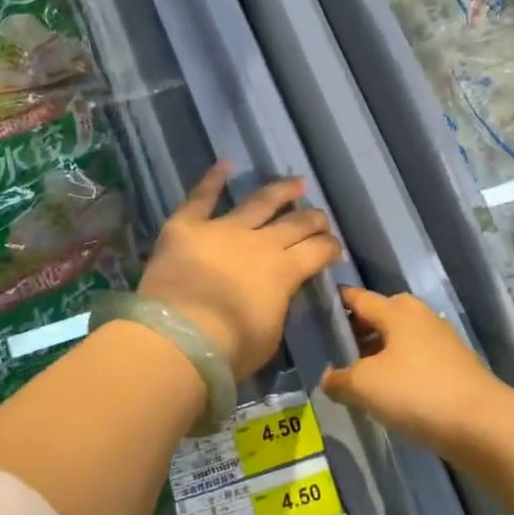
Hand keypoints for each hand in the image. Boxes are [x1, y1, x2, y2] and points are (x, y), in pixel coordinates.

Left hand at [138, 163, 340, 378]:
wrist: (179, 337)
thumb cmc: (229, 348)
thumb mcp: (270, 334)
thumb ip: (278, 306)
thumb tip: (278, 293)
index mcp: (284, 271)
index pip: (318, 251)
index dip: (330, 248)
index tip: (334, 248)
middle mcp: (259, 242)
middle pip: (295, 223)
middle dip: (312, 218)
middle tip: (320, 216)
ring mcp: (223, 229)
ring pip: (259, 202)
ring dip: (279, 191)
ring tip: (295, 183)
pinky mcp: (187, 226)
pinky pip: (201, 197)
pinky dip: (212, 179)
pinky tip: (224, 165)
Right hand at [321, 287, 513, 459]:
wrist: (484, 426)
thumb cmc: (417, 392)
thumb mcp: (364, 385)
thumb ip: (339, 379)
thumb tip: (329, 377)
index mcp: (396, 310)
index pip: (357, 297)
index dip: (335, 302)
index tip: (313, 310)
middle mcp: (419, 317)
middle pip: (380, 316)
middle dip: (356, 330)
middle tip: (333, 350)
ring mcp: (441, 342)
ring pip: (399, 340)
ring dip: (378, 353)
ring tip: (357, 375)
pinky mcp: (455, 368)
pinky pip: (416, 361)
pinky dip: (399, 370)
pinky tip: (389, 394)